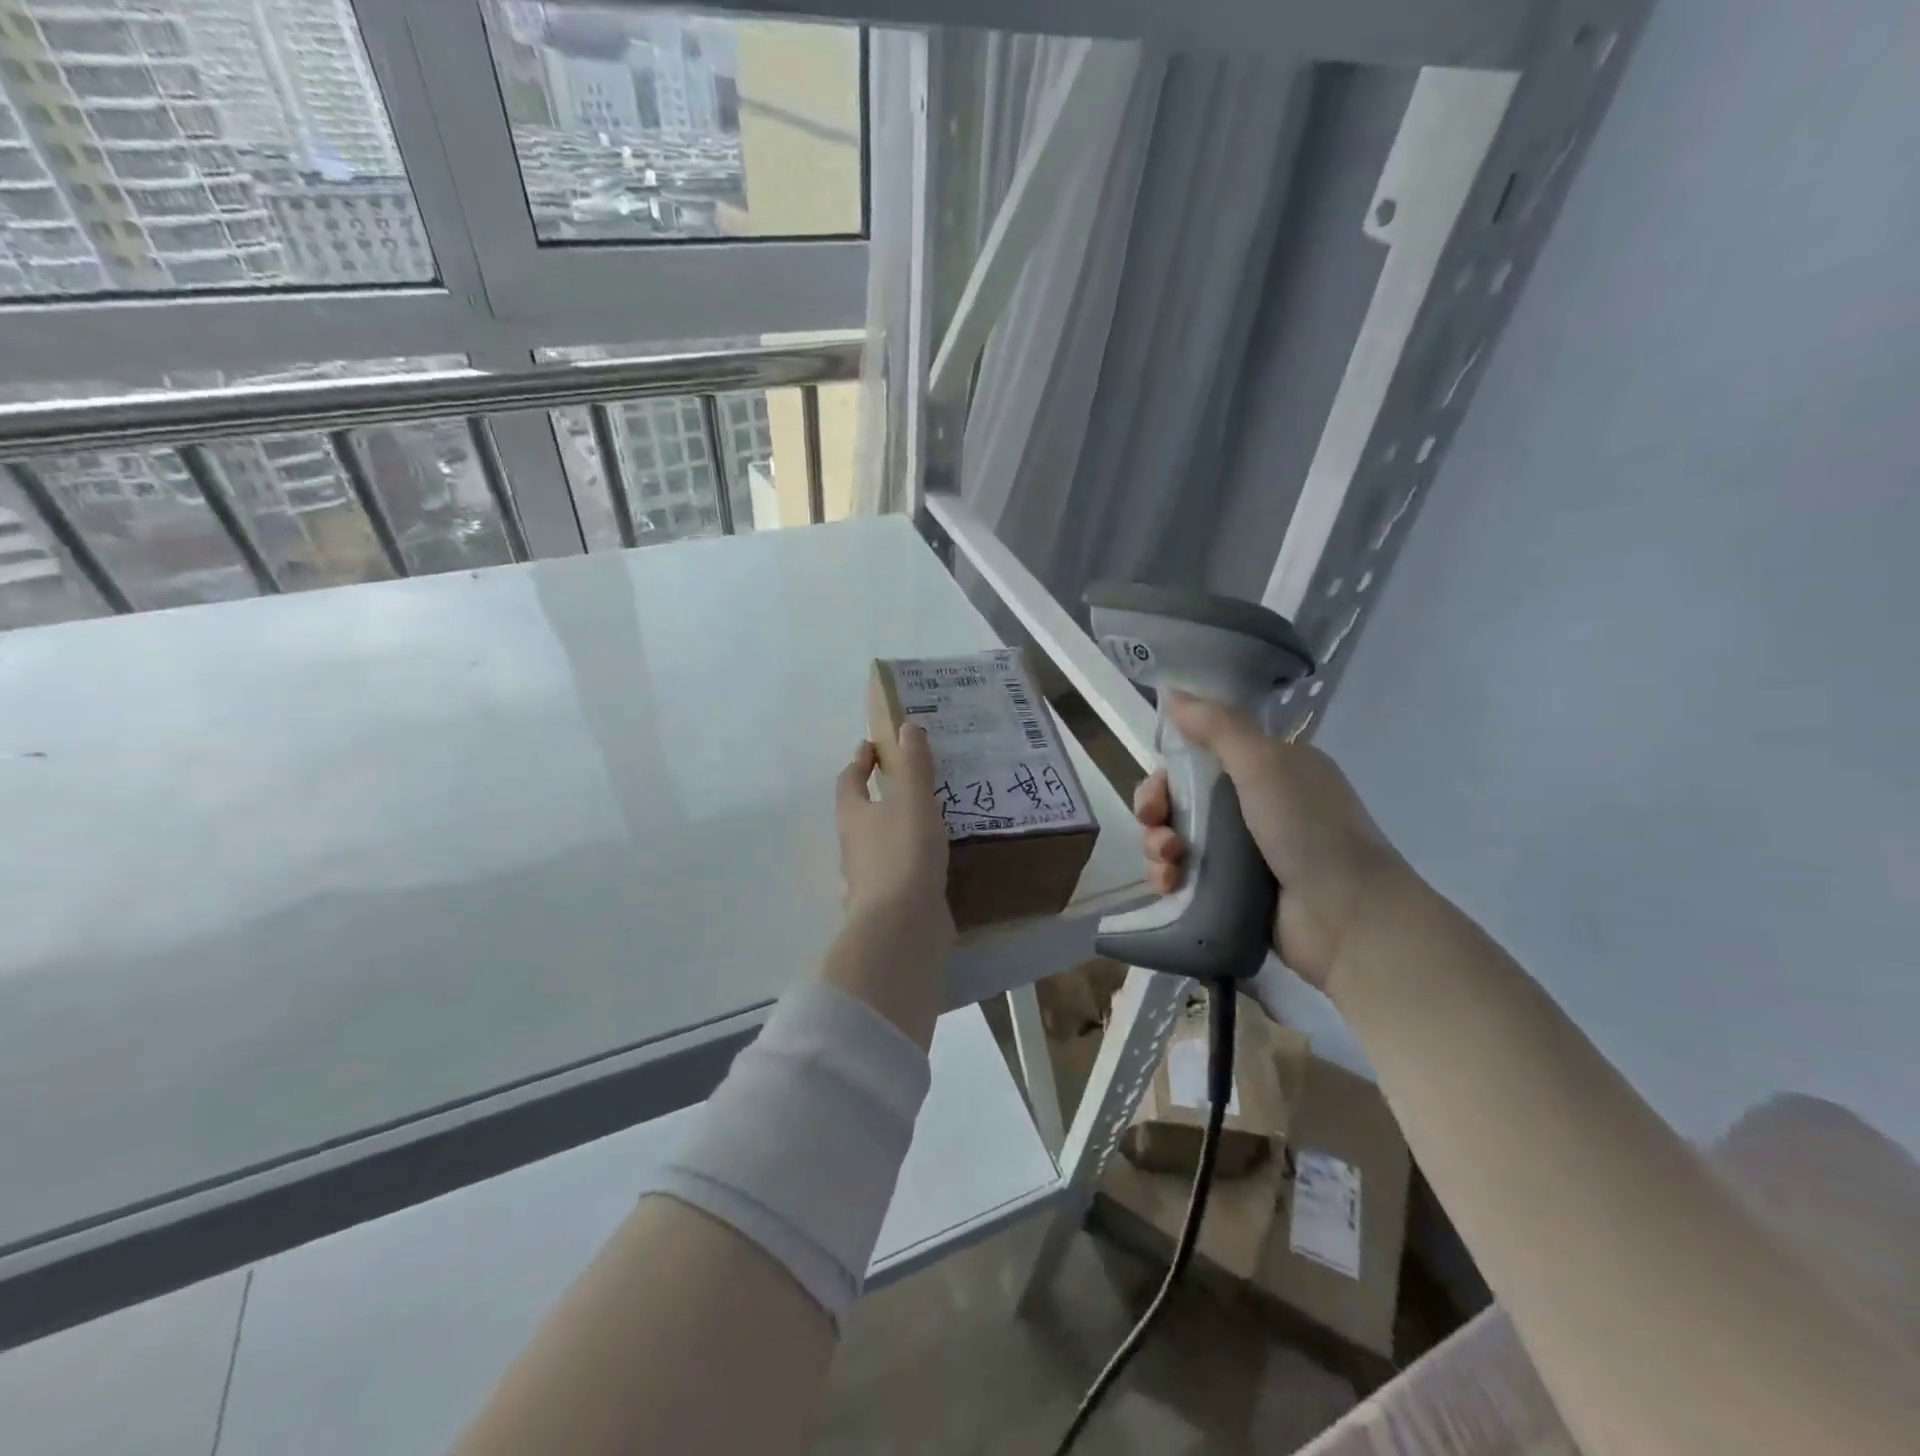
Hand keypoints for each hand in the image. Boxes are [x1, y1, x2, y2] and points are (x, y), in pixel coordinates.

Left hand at [835, 722, 953, 942]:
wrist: (902, 925)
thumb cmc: (904, 853)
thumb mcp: (914, 800)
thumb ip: (914, 765)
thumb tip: (907, 726)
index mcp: (853, 815)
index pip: (849, 780)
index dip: (860, 761)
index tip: (872, 746)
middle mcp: (854, 845)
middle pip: (859, 812)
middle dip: (877, 795)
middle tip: (905, 779)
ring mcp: (868, 877)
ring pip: (879, 844)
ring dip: (895, 828)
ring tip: (927, 816)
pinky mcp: (888, 901)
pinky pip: (897, 871)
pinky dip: (909, 859)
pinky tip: (932, 860)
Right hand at [1134, 692, 1412, 991]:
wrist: (1346, 917)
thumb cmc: (1307, 829)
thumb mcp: (1264, 763)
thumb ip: (1217, 726)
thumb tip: (1172, 692)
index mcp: (1270, 770)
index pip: (1203, 757)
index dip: (1172, 767)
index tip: (1159, 783)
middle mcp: (1257, 807)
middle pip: (1183, 798)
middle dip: (1157, 808)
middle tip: (1154, 823)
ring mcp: (1245, 853)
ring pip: (1178, 838)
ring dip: (1158, 845)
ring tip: (1167, 862)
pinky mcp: (1232, 892)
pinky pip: (1185, 877)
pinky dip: (1168, 877)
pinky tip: (1167, 884)